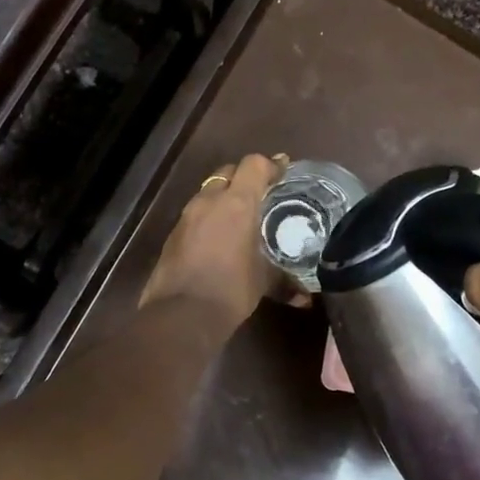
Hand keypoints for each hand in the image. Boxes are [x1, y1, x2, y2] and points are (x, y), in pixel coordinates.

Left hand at [139, 154, 288, 328]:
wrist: (181, 314)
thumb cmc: (231, 290)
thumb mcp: (264, 282)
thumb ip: (286, 282)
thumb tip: (306, 298)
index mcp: (237, 203)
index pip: (254, 165)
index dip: (270, 165)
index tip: (283, 172)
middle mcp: (209, 201)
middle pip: (228, 172)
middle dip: (245, 178)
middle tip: (262, 195)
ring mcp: (187, 216)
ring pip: (209, 192)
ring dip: (224, 197)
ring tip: (241, 217)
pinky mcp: (173, 233)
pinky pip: (195, 214)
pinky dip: (209, 217)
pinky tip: (219, 238)